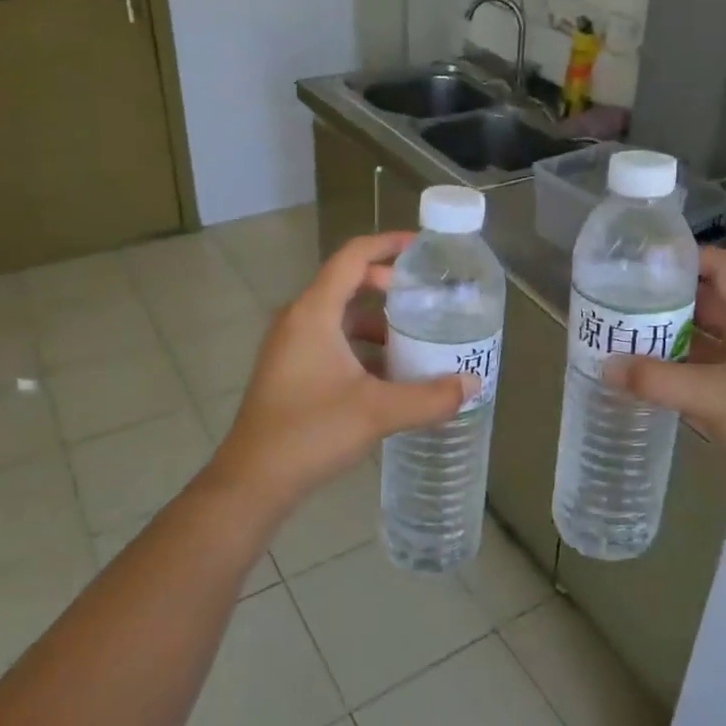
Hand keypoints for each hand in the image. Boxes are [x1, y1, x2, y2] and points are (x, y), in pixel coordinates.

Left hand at [212, 233, 475, 512]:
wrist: (253, 481)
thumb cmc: (311, 433)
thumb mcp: (377, 412)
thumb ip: (429, 397)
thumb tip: (472, 384)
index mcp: (314, 313)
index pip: (352, 257)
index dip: (388, 244)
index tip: (423, 247)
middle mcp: (298, 320)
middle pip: (347, 283)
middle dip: (388, 285)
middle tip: (427, 297)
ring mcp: (291, 347)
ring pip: (340, 316)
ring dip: (377, 322)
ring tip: (416, 336)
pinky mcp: (291, 371)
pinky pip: (332, 341)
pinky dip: (361, 346)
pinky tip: (390, 374)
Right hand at [608, 248, 725, 524]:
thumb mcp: (714, 395)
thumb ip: (656, 378)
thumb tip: (605, 365)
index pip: (721, 267)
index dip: (685, 257)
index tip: (638, 259)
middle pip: (702, 300)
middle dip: (663, 296)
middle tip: (614, 295)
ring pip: (694, 338)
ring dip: (660, 334)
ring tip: (614, 329)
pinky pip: (690, 372)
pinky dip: (664, 368)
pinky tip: (631, 371)